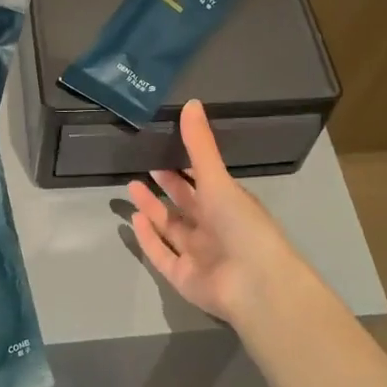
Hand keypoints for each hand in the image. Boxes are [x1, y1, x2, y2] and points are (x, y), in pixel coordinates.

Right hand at [126, 99, 318, 328]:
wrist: (255, 284)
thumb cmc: (242, 225)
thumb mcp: (218, 179)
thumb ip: (200, 146)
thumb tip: (191, 102)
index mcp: (228, 205)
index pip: (202, 182)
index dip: (183, 168)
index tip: (162, 149)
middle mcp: (213, 229)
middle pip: (184, 205)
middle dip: (165, 186)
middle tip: (142, 166)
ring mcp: (198, 255)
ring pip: (170, 228)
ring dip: (152, 209)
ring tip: (131, 187)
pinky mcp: (183, 278)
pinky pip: (162, 255)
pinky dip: (148, 239)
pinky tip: (134, 220)